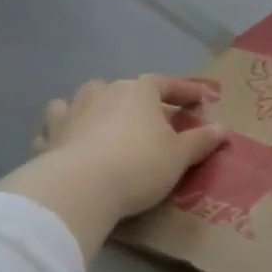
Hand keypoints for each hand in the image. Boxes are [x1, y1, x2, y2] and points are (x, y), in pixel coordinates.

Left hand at [32, 75, 227, 219]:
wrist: (81, 188)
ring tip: (107, 124)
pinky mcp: (49, 137)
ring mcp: (70, 112)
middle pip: (125, 90)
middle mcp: (102, 93)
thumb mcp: (181, 155)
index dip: (185, 91)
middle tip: (156, 121)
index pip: (165, 83)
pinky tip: (71, 144)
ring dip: (97, 109)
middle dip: (141, 102)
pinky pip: (58, 128)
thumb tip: (223, 128)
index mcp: (138, 92)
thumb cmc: (140, 164)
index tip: (202, 99)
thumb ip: (201, 140)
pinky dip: (66, 132)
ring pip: (84, 101)